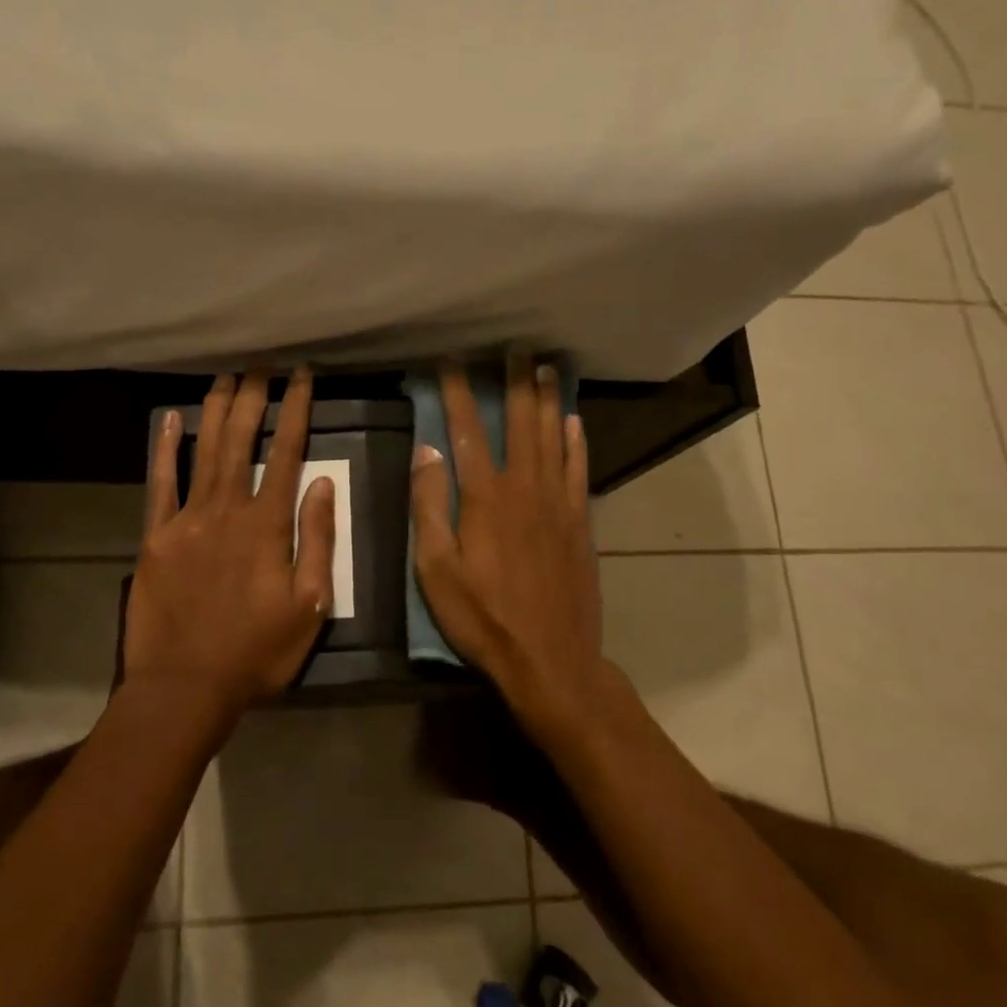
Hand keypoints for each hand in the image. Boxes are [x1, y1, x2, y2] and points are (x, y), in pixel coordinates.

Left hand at [123, 369, 335, 712]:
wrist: (186, 685)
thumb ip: (317, 540)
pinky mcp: (156, 537)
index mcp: (268, 525)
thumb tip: (322, 484)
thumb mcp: (309, 604)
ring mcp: (187, 520)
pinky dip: (165, 449)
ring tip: (225, 375)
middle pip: (241, 440)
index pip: (287, 453)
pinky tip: (170, 419)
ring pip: (204, 451)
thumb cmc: (257, 651)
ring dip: (215, 410)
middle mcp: (228, 509)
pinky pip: (160, 484)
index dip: (296, 410)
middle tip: (261, 363)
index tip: (302, 376)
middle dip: (253, 396)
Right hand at [411, 357, 606, 738]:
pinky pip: (580, 469)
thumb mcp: (435, 569)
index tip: (450, 359)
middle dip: (514, 382)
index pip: (466, 431)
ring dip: (547, 400)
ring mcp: (559, 503)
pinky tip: (574, 422)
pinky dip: (577, 442)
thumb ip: (428, 506)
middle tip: (515, 347)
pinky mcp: (581, 522)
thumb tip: (425, 451)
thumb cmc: (483, 618)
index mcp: (485, 497)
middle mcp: (525, 487)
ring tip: (546, 368)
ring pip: (554, 437)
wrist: (550, 659)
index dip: (456, 392)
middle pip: (520, 422)